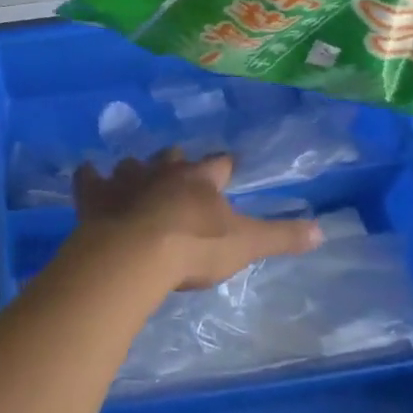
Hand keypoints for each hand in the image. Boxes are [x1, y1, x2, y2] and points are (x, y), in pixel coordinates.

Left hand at [74, 151, 322, 289]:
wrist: (135, 254)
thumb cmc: (194, 247)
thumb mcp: (246, 244)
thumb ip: (282, 236)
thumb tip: (324, 230)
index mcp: (200, 180)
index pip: (219, 164)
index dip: (224, 166)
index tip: (228, 166)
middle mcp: (163, 171)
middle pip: (172, 158)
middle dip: (177, 163)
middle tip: (179, 171)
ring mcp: (126, 180)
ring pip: (132, 165)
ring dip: (135, 171)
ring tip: (136, 178)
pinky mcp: (95, 195)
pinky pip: (89, 178)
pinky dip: (89, 177)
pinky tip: (88, 175)